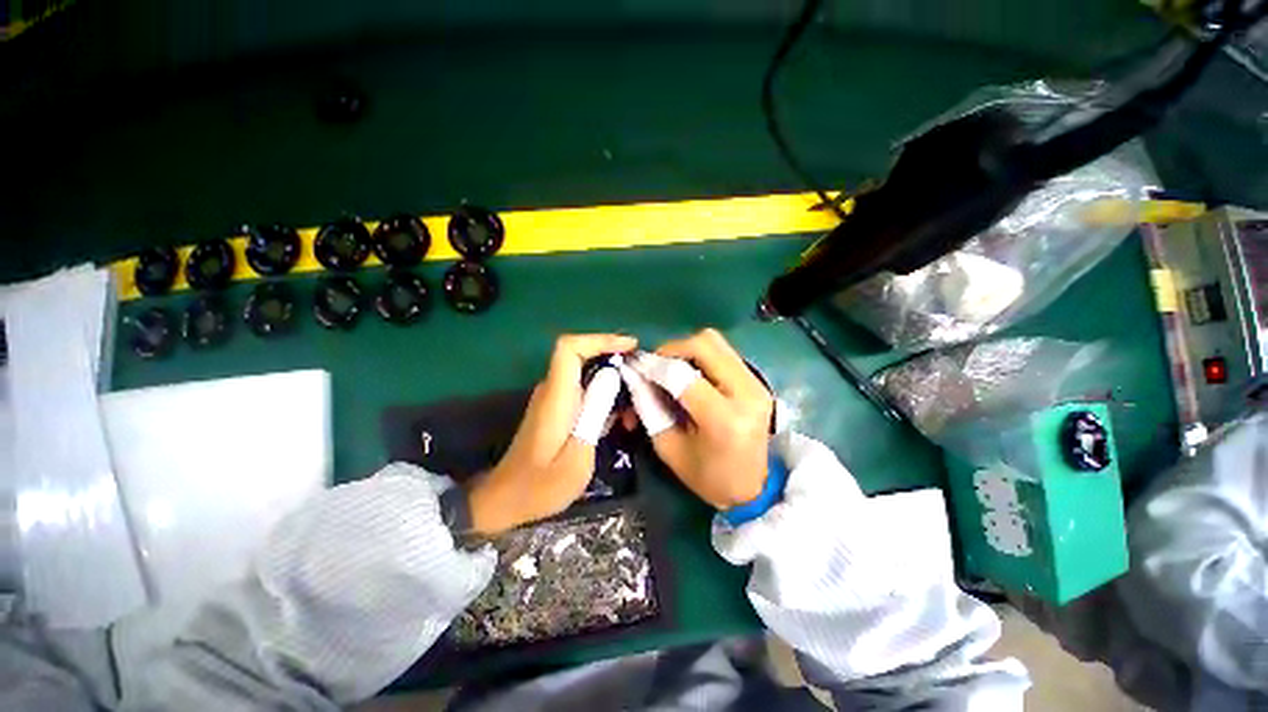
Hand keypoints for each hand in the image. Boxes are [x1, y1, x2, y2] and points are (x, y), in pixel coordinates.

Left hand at [467, 333, 636, 534]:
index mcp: (556, 397)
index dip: (600, 339)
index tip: (630, 346)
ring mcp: (554, 399)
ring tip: (635, 405)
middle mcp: (553, 390)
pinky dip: (605, 396)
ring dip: (613, 382)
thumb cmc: (540, 485)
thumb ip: (594, 415)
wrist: (505, 501)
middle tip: (642, 377)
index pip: (570, 348)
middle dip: (615, 360)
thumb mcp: (577, 457)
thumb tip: (612, 378)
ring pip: (587, 373)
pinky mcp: (558, 409)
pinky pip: (584, 390)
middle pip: (583, 355)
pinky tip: (620, 418)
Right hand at [628, 329, 772, 508]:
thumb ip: (649, 408)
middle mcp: (746, 393)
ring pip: (715, 342)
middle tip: (654, 364)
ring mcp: (756, 383)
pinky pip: (724, 352)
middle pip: (704, 344)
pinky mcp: (757, 380)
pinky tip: (689, 373)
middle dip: (672, 349)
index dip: (654, 366)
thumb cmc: (708, 477)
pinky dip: (700, 355)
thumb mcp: (669, 448)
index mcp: (723, 419)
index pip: (682, 375)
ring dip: (686, 349)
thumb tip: (635, 376)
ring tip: (670, 368)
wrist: (754, 488)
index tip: (636, 367)